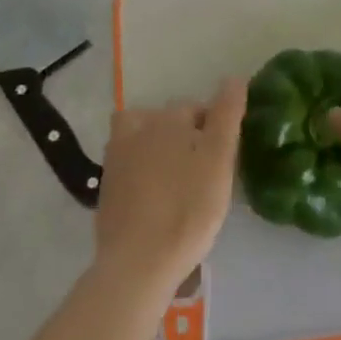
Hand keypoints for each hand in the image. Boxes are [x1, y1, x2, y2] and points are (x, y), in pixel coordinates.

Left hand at [94, 78, 246, 294]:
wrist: (138, 262)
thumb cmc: (188, 209)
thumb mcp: (219, 161)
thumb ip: (227, 116)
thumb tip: (233, 77)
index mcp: (167, 119)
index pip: (198, 109)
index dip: (215, 130)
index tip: (224, 159)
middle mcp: (137, 127)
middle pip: (169, 122)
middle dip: (187, 137)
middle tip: (205, 174)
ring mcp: (116, 156)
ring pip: (146, 138)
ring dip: (161, 149)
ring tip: (179, 180)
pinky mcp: (107, 184)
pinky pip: (131, 164)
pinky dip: (144, 171)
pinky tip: (156, 195)